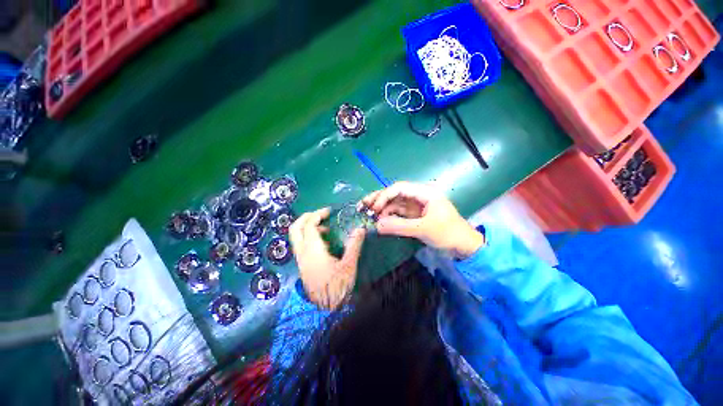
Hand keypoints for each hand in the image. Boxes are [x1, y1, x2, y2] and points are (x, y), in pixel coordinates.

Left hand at [289, 207, 365, 309]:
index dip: (318, 214)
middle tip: (321, 214)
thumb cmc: (337, 287)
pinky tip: (323, 242)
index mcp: (313, 250)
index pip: (309, 225)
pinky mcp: (302, 264)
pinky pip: (300, 244)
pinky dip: (308, 236)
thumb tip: (360, 230)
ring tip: (325, 228)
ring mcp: (300, 259)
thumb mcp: (349, 266)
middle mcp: (302, 252)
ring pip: (295, 236)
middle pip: (295, 228)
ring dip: (307, 226)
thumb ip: (354, 245)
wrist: (325, 310)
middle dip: (307, 217)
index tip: (330, 211)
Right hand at [361, 181, 483, 258]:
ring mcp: (416, 206)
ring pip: (395, 203)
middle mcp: (418, 196)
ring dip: (382, 208)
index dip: (385, 196)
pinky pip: (398, 213)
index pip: (400, 188)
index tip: (374, 208)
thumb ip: (399, 226)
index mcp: (424, 193)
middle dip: (379, 199)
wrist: (464, 247)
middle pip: (395, 194)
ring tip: (369, 215)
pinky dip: (388, 216)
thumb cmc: (448, 234)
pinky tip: (380, 221)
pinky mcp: (414, 216)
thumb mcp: (423, 229)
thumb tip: (377, 225)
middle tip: (363, 206)